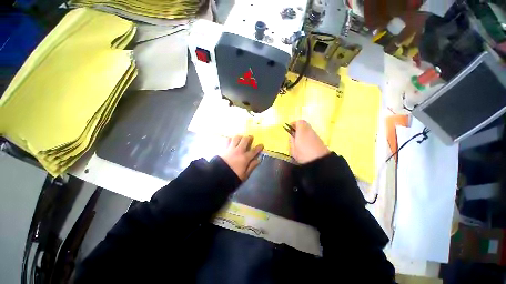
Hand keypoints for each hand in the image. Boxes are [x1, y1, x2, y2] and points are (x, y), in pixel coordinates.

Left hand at [220, 135, 263, 180]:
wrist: (217, 176)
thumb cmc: (232, 177)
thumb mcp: (244, 175)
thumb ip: (252, 166)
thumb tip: (258, 160)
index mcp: (245, 158)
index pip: (254, 151)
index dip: (259, 147)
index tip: (261, 145)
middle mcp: (239, 151)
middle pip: (245, 140)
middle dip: (249, 137)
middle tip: (251, 137)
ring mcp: (231, 148)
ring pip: (236, 137)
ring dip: (240, 136)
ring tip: (241, 138)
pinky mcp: (224, 148)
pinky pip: (228, 140)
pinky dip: (230, 139)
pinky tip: (231, 140)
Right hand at [289, 120, 329, 163]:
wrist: (320, 161)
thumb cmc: (303, 154)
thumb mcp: (293, 149)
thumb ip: (291, 141)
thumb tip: (291, 135)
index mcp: (302, 130)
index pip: (299, 121)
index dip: (293, 123)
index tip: (289, 128)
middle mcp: (310, 130)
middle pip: (304, 124)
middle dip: (298, 127)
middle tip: (293, 133)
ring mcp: (315, 134)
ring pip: (308, 129)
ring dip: (303, 132)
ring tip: (298, 139)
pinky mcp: (319, 140)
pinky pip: (311, 134)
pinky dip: (307, 136)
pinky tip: (305, 144)